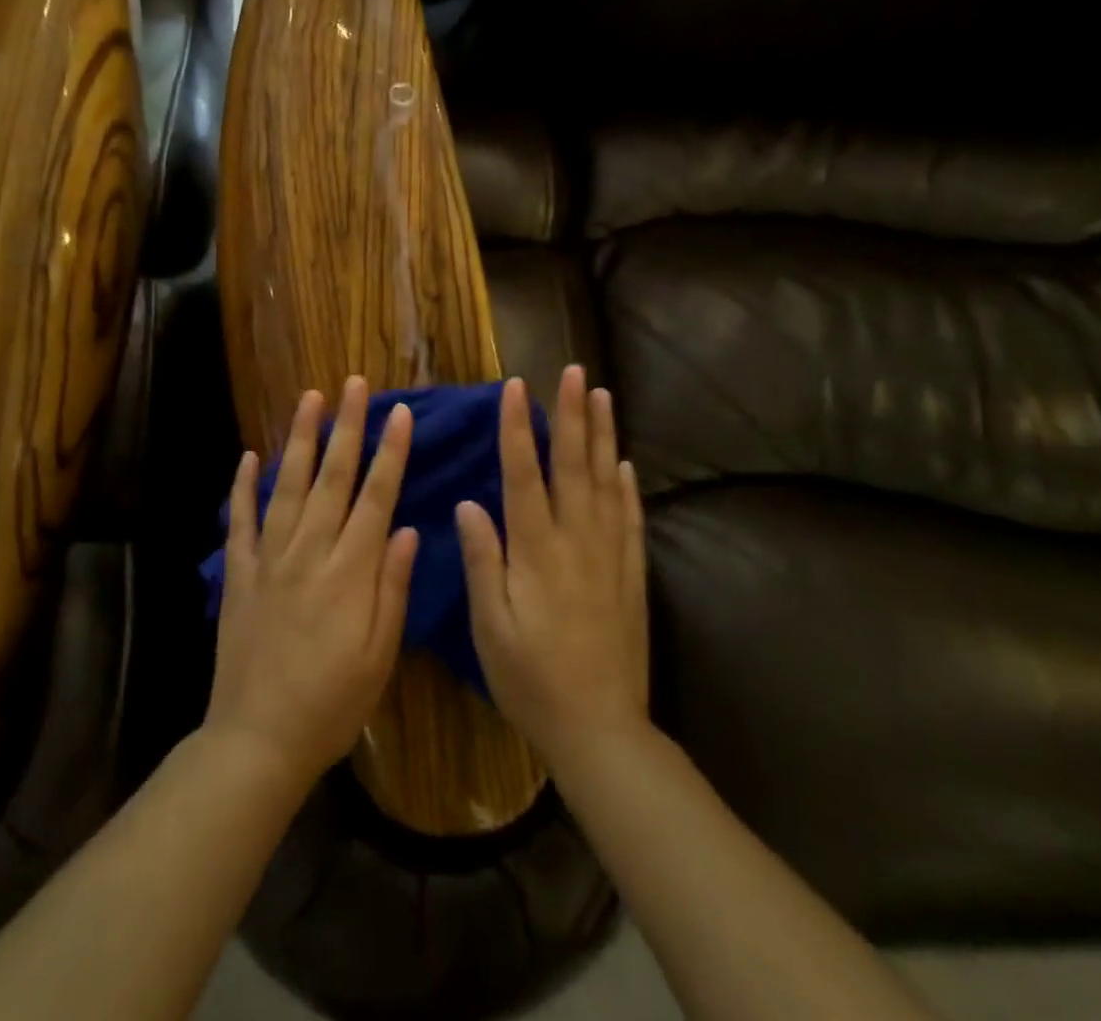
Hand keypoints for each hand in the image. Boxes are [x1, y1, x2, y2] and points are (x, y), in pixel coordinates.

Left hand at [205, 376, 418, 790]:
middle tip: (355, 384)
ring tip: (310, 398)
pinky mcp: (239, 575)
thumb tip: (406, 528)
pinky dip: (243, 487)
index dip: (390, 452)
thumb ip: (392, 587)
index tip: (400, 412)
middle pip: (333, 478)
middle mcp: (309, 552)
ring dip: (301, 440)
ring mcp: (269, 560)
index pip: (376, 497)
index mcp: (349, 572)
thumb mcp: (379, 656)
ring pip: (288, 486)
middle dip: (347, 427)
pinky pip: (240, 522)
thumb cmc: (331, 704)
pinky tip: (249, 456)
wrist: (257, 741)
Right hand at [457, 367, 648, 770]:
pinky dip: (627, 487)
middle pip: (573, 466)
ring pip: (606, 482)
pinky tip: (625, 464)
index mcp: (536, 551)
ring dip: (603, 436)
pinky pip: (630, 519)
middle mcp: (576, 541)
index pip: (523, 475)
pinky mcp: (631, 575)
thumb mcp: (490, 626)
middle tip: (574, 372)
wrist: (600, 728)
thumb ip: (482, 561)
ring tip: (603, 396)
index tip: (516, 387)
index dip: (517, 428)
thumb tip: (469, 504)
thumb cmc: (531, 679)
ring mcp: (610, 555)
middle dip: (572, 415)